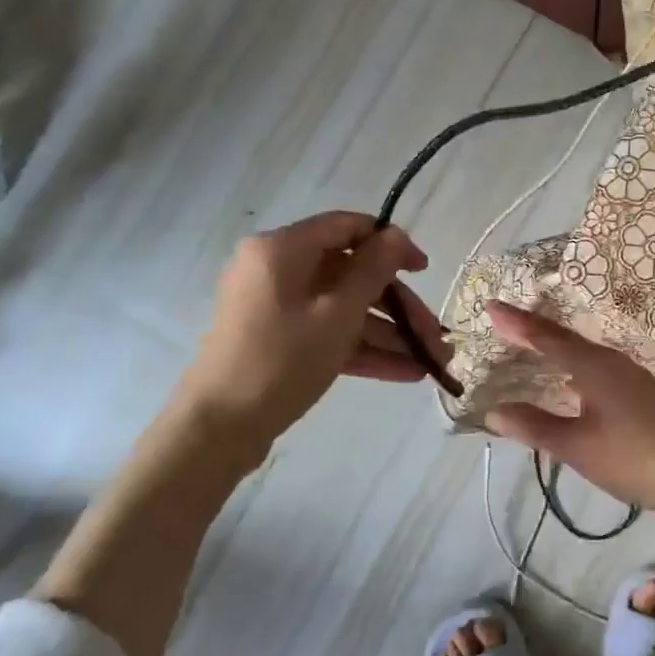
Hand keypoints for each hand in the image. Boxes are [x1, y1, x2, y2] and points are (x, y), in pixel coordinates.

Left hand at [182, 211, 450, 442]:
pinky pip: (329, 333)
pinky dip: (364, 350)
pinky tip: (407, 373)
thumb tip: (395, 235)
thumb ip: (373, 271)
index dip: (391, 244)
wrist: (219, 428)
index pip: (347, 227)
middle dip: (399, 307)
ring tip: (432, 362)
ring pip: (345, 309)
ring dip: (389, 334)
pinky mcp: (280, 339)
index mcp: (284, 250)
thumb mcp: (338, 314)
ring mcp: (278, 307)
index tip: (424, 270)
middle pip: (352, 275)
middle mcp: (278, 270)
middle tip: (435, 334)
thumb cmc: (281, 360)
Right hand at [483, 301, 654, 525]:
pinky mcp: (640, 394)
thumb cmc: (635, 457)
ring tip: (528, 349)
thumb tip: (493, 410)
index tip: (491, 306)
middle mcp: (612, 361)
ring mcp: (630, 376)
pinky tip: (569, 383)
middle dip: (533, 332)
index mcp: (594, 366)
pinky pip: (595, 369)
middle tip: (502, 325)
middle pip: (566, 339)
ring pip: (583, 354)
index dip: (518, 323)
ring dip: (554, 349)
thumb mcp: (578, 447)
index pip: (547, 337)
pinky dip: (572, 368)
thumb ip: (535, 426)